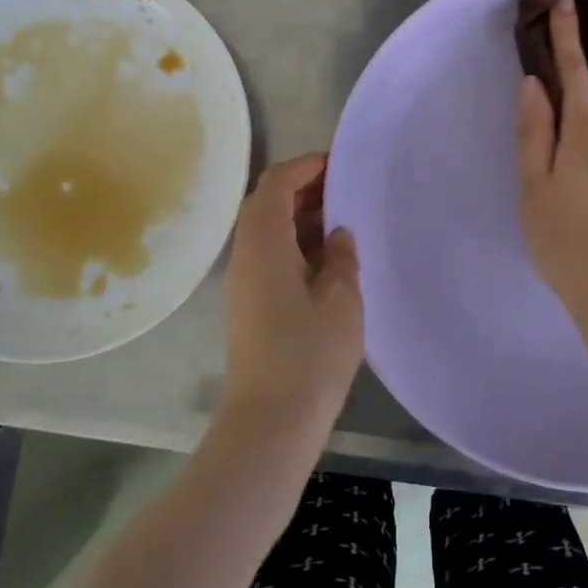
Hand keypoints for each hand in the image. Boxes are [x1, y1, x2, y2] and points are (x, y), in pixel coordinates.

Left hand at [219, 153, 363, 436]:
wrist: (270, 423)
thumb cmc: (309, 354)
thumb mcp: (340, 299)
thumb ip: (340, 257)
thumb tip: (337, 235)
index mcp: (264, 243)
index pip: (276, 183)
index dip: (305, 166)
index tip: (338, 164)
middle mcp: (246, 255)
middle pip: (266, 203)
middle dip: (302, 189)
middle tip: (343, 190)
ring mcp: (244, 283)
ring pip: (267, 231)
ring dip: (299, 218)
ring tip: (341, 221)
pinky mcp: (249, 307)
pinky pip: (270, 257)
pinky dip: (295, 245)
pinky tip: (327, 261)